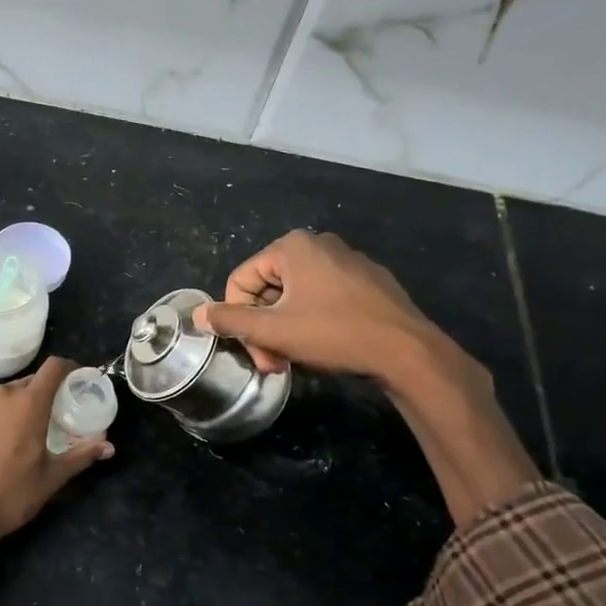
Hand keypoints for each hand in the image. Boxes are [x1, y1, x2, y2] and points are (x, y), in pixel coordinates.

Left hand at [0, 357, 113, 569]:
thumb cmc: (12, 493)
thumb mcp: (53, 477)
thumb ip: (82, 455)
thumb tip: (109, 447)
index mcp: (29, 403)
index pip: (53, 367)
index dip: (69, 368)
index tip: (78, 382)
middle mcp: (2, 396)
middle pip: (31, 380)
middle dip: (46, 391)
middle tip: (57, 414)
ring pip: (6, 394)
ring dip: (21, 404)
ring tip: (29, 428)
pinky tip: (0, 441)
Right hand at [195, 230, 485, 395]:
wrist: (405, 351)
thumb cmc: (334, 334)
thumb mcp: (274, 331)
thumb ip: (231, 320)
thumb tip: (199, 314)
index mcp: (292, 247)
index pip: (241, 280)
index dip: (239, 320)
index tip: (257, 353)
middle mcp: (318, 243)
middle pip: (269, 288)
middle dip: (264, 328)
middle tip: (274, 362)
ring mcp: (347, 259)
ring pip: (296, 295)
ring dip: (286, 328)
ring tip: (297, 358)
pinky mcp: (368, 280)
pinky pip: (324, 296)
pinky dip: (314, 320)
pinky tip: (326, 345)